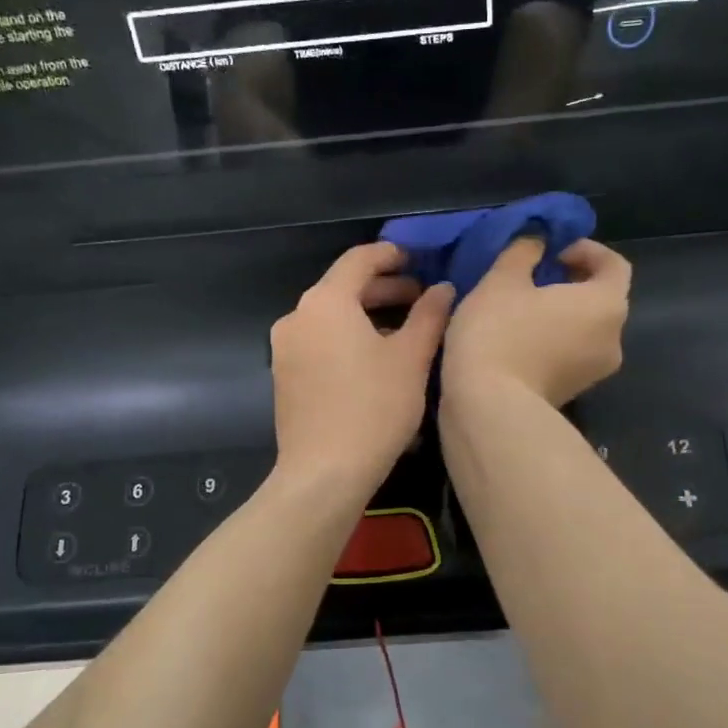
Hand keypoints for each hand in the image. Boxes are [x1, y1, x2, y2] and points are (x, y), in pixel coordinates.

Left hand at [270, 243, 454, 493]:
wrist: (324, 473)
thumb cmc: (374, 409)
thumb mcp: (411, 359)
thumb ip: (430, 315)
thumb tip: (443, 288)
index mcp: (325, 302)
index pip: (359, 260)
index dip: (391, 255)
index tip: (417, 259)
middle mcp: (297, 317)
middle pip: (342, 288)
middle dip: (383, 288)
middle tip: (420, 298)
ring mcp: (285, 348)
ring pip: (330, 317)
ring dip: (366, 315)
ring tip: (404, 331)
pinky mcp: (284, 376)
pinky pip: (319, 341)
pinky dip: (347, 338)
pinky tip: (374, 359)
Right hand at [442, 238, 630, 406]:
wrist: (489, 407)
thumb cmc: (499, 332)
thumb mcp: (502, 280)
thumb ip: (524, 252)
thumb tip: (537, 242)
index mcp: (606, 304)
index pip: (614, 265)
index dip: (587, 251)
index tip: (553, 251)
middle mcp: (613, 339)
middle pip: (601, 300)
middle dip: (572, 283)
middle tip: (534, 277)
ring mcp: (595, 372)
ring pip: (585, 330)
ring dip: (561, 315)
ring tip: (522, 309)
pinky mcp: (573, 393)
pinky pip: (571, 355)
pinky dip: (554, 341)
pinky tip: (519, 340)